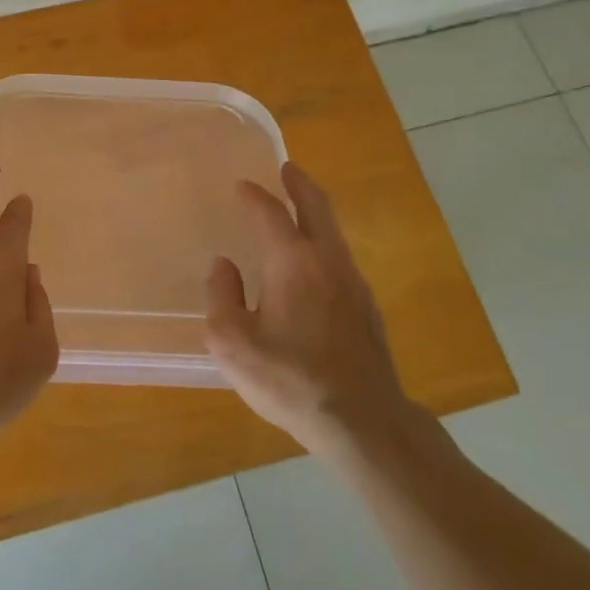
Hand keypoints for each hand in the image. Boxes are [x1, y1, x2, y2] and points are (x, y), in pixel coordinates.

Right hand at [203, 162, 419, 458]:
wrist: (363, 421)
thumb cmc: (290, 379)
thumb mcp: (232, 343)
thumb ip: (222, 297)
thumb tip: (225, 267)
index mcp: (292, 262)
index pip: (270, 213)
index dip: (254, 196)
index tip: (242, 185)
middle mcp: (327, 261)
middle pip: (316, 207)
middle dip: (300, 184)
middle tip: (287, 169)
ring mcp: (353, 284)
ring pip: (333, 232)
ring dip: (315, 212)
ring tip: (298, 209)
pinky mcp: (367, 308)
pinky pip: (340, 258)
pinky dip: (324, 242)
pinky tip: (312, 264)